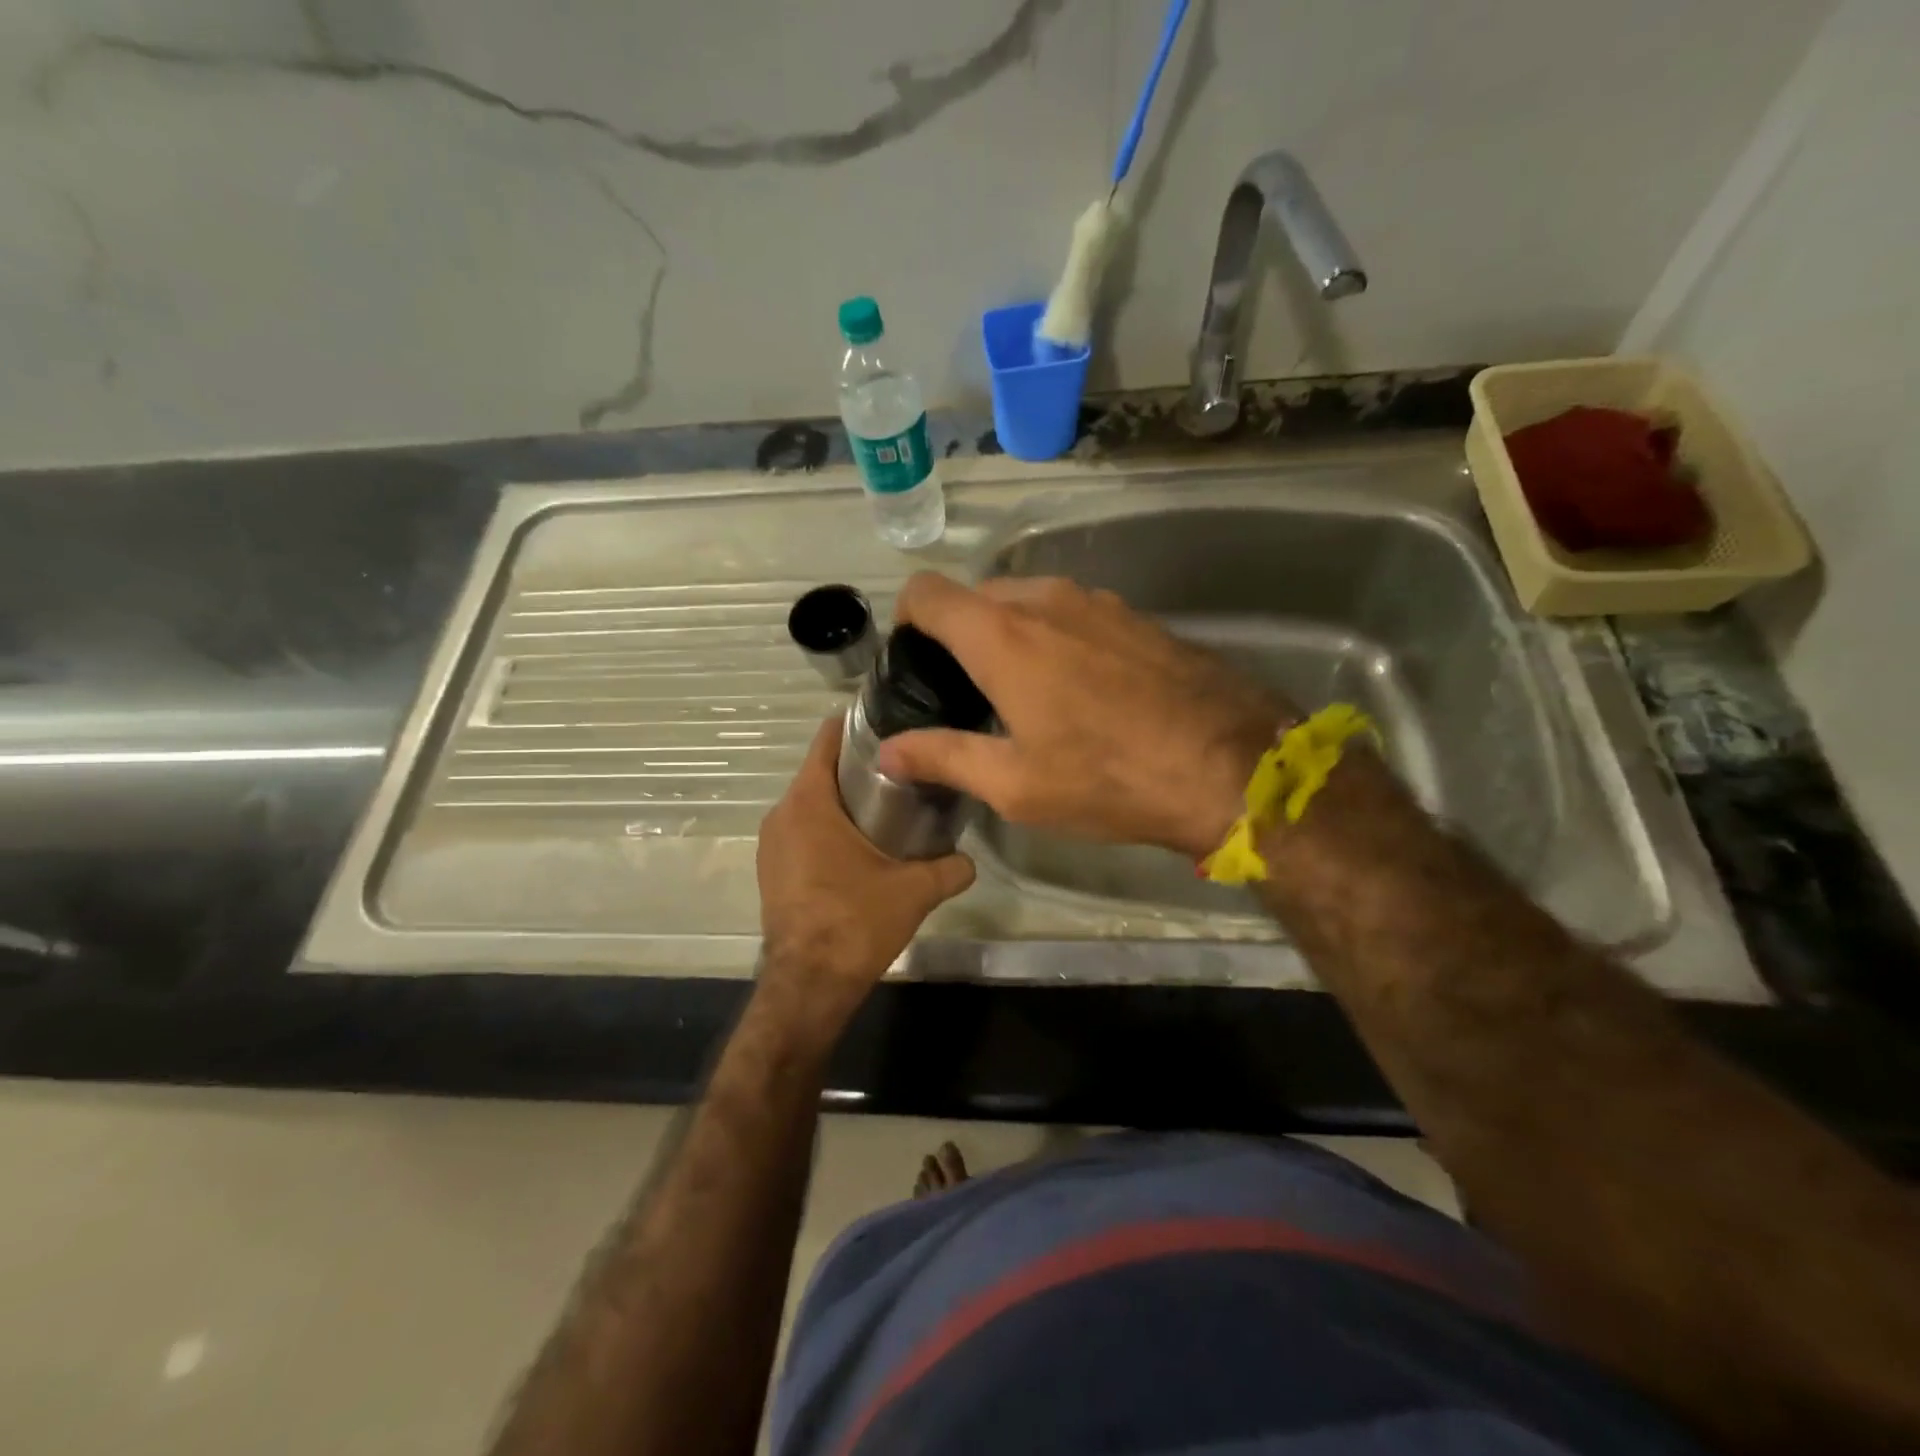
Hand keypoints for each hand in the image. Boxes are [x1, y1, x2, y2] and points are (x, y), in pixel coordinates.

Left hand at [756, 715, 974, 1007]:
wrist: (809, 984)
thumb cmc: (856, 922)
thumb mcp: (914, 891)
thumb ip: (949, 868)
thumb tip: (971, 861)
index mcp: (809, 802)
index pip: (827, 739)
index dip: (857, 725)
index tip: (890, 723)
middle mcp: (782, 814)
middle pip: (822, 771)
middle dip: (860, 767)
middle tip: (905, 769)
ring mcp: (772, 844)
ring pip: (812, 804)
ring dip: (844, 801)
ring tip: (889, 806)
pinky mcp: (772, 870)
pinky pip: (802, 832)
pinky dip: (828, 829)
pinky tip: (861, 847)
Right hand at [877, 573, 1291, 859]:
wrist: (1233, 767)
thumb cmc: (1109, 779)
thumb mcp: (1015, 784)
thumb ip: (944, 757)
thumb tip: (887, 752)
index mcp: (1002, 636)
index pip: (928, 592)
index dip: (908, 619)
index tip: (916, 661)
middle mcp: (1045, 600)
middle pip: (977, 595)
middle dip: (960, 634)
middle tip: (968, 692)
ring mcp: (1098, 602)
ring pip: (1029, 601)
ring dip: (1012, 635)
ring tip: (1026, 694)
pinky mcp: (1137, 616)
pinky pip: (1075, 613)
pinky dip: (1057, 637)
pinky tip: (1083, 690)